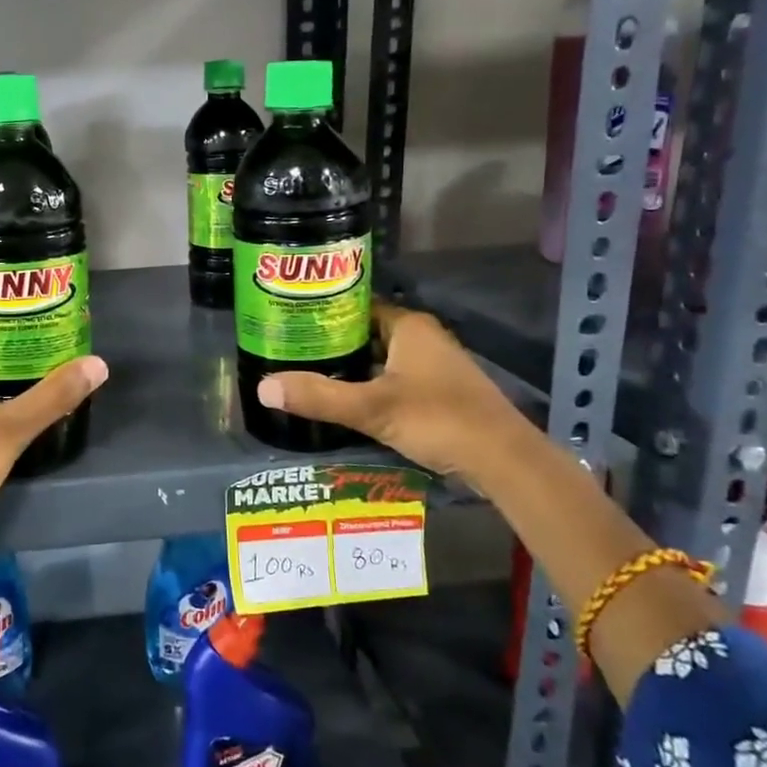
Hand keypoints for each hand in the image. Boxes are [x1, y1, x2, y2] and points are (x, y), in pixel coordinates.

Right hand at [254, 301, 543, 487]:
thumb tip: (262, 389)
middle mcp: (423, 338)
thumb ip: (318, 397)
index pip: (357, 306)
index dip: (323, 312)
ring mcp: (435, 366)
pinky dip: (371, 386)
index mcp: (409, 327)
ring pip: (382, 359)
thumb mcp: (372, 408)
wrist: (504, 461)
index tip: (290, 323)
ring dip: (352, 367)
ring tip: (309, 376)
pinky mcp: (440, 393)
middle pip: (367, 333)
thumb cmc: (439, 419)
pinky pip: (395, 379)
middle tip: (291, 352)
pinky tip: (347, 402)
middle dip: (333, 343)